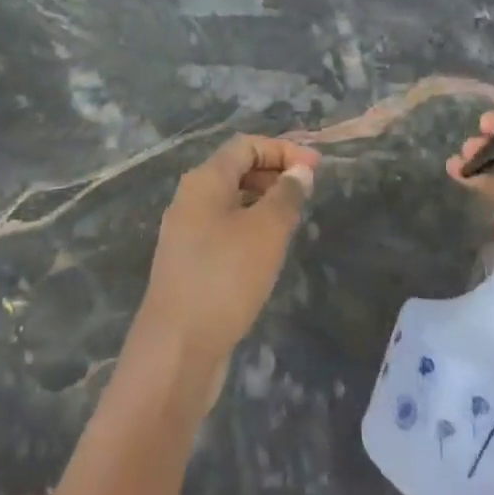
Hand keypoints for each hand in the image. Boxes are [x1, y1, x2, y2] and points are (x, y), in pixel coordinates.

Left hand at [135, 135, 318, 372]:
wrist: (177, 349)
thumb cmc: (225, 277)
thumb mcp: (266, 231)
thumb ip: (286, 195)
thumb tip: (299, 171)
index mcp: (204, 181)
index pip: (245, 145)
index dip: (282, 149)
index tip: (316, 168)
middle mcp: (190, 199)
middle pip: (236, 169)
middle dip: (274, 173)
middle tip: (308, 192)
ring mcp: (186, 233)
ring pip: (231, 201)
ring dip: (264, 201)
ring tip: (294, 220)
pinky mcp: (189, 263)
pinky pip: (224, 229)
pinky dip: (250, 227)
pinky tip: (269, 251)